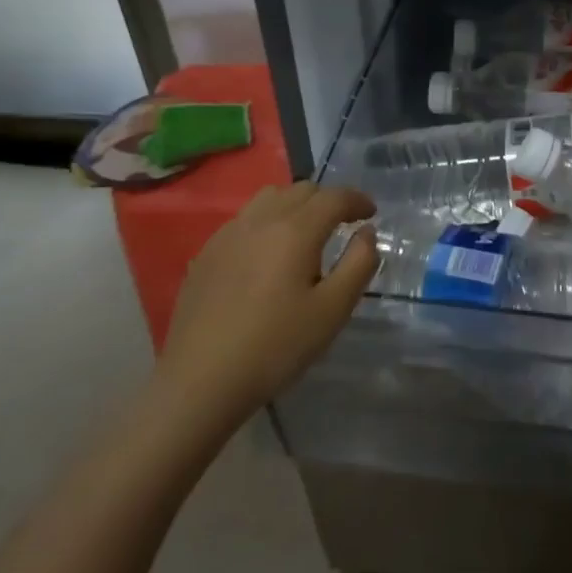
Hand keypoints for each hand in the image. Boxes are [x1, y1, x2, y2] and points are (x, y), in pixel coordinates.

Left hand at [152, 182, 377, 436]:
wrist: (200, 382)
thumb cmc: (276, 346)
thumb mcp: (333, 310)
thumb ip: (359, 263)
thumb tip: (366, 232)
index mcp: (295, 231)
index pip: (334, 197)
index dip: (357, 200)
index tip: (371, 214)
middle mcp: (261, 221)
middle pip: (302, 190)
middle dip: (328, 200)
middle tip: (343, 224)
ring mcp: (227, 235)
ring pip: (270, 198)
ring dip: (296, 205)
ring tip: (306, 233)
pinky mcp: (206, 254)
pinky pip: (245, 220)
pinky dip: (267, 222)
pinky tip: (268, 255)